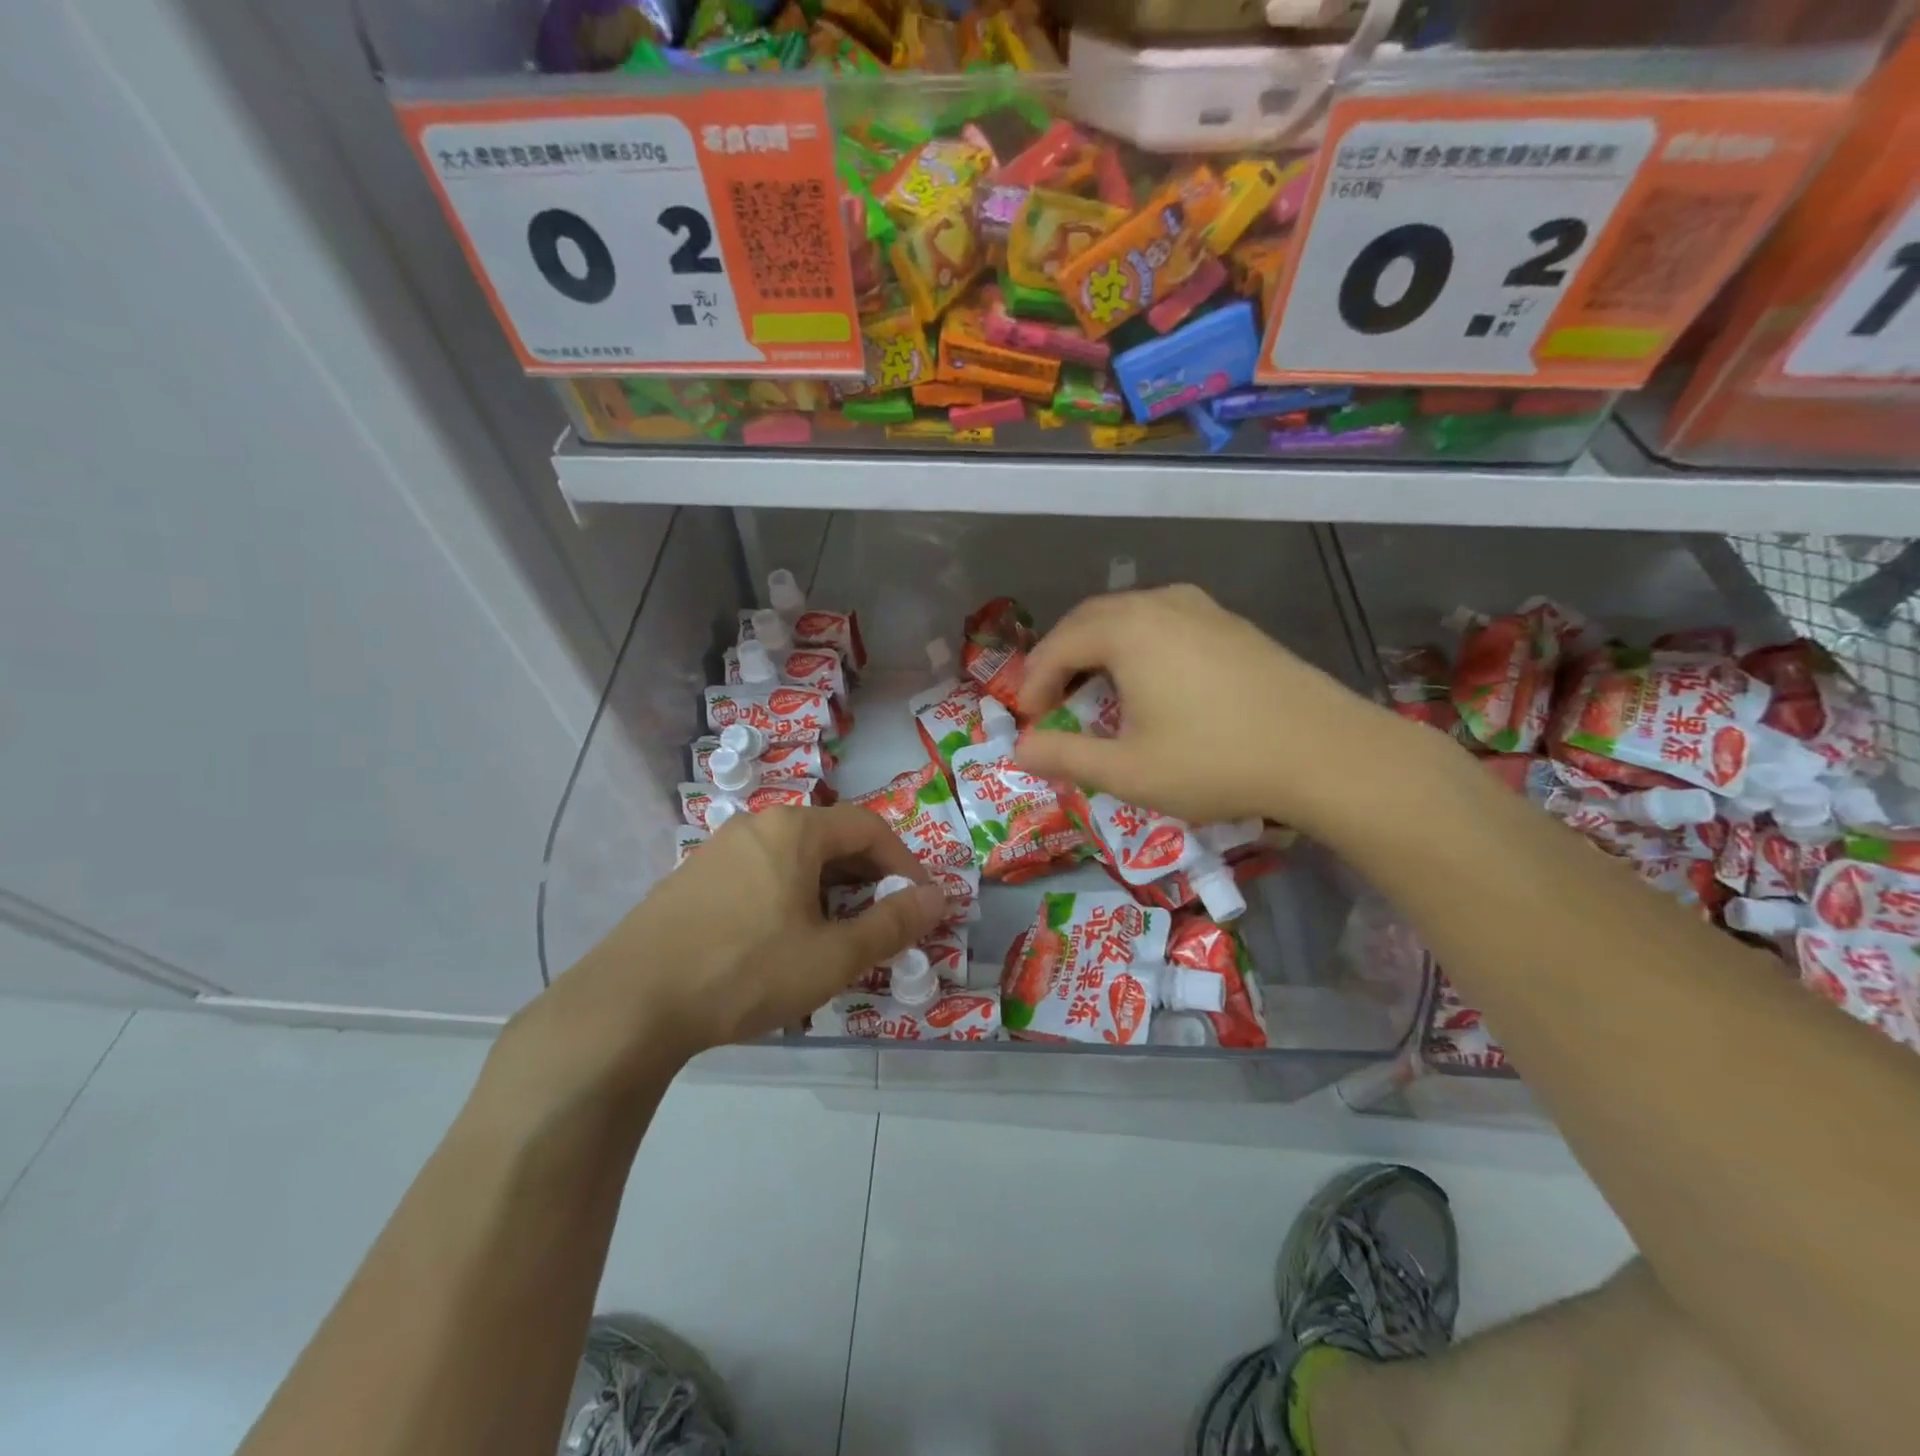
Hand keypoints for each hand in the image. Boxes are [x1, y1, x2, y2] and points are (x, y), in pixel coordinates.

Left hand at [499, 805, 947, 1102]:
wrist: (629, 1004)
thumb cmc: (746, 971)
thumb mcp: (831, 955)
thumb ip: (891, 924)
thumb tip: (938, 898)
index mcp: (794, 830)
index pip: (870, 828)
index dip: (904, 864)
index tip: (920, 904)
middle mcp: (756, 826)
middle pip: (831, 840)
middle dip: (867, 880)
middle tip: (883, 924)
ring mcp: (717, 851)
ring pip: (793, 861)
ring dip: (828, 892)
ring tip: (836, 939)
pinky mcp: (691, 881)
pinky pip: (759, 877)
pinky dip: (789, 900)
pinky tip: (781, 945)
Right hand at [1014, 584, 1421, 836]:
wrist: (1327, 753)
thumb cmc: (1216, 761)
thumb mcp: (1129, 771)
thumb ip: (1066, 757)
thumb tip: (1019, 750)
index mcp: (1128, 630)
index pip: (1059, 645)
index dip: (1034, 682)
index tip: (1029, 720)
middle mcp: (1161, 604)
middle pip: (1090, 620)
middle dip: (1061, 659)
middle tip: (1052, 702)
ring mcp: (1203, 609)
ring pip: (1129, 617)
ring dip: (1099, 650)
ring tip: (1094, 692)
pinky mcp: (1233, 625)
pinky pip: (1164, 624)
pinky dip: (1137, 648)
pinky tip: (1150, 684)